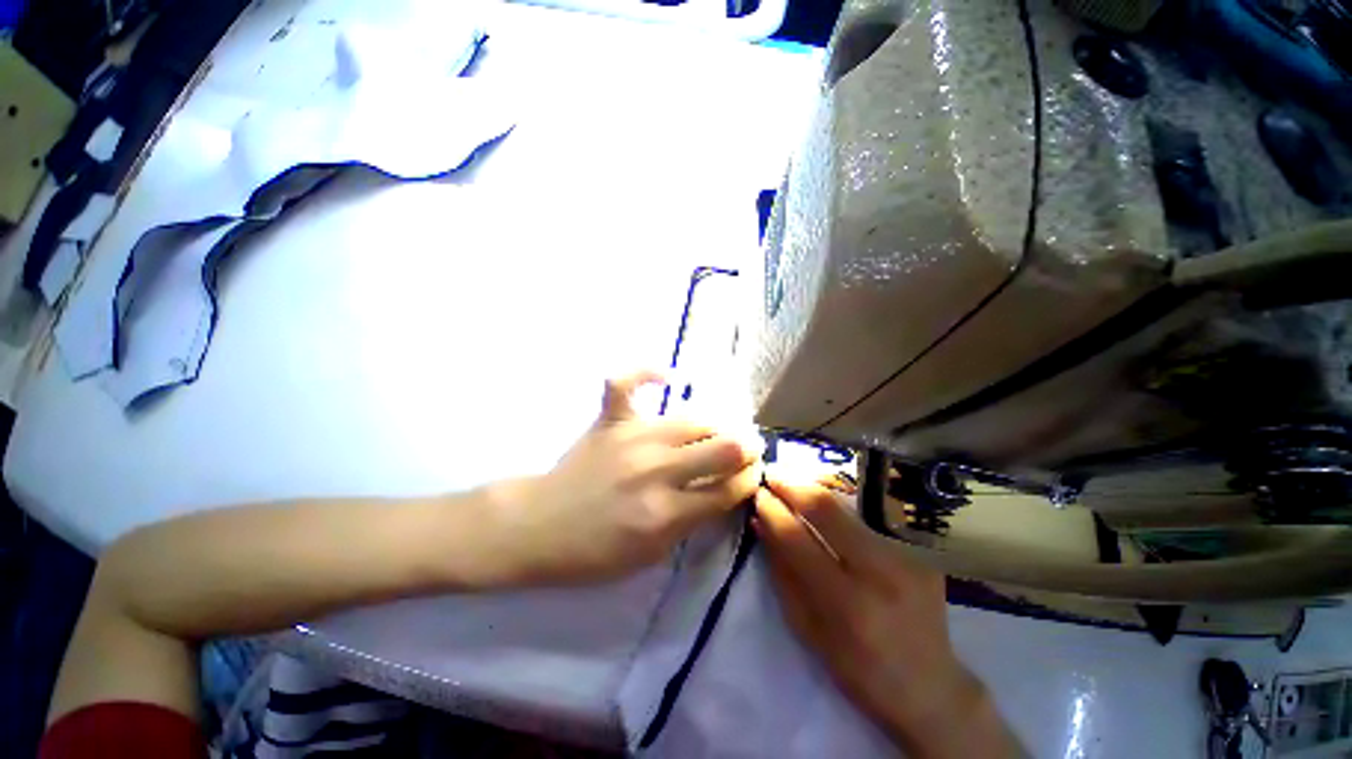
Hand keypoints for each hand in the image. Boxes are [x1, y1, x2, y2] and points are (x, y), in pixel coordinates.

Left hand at [492, 371, 760, 584]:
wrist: (538, 527)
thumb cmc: (594, 552)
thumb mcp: (652, 556)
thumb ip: (691, 521)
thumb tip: (722, 489)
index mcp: (666, 514)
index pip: (728, 489)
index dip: (748, 479)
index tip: (751, 474)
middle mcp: (655, 469)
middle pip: (723, 448)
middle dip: (746, 449)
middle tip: (746, 451)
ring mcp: (631, 438)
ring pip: (694, 419)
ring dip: (717, 425)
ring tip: (720, 430)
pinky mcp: (609, 420)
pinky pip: (626, 381)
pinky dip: (646, 373)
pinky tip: (665, 377)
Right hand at [754, 479, 1021, 757]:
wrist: (930, 687)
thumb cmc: (857, 669)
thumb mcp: (807, 629)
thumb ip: (781, 572)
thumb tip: (760, 523)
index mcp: (846, 603)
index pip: (797, 538)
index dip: (772, 509)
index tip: (757, 491)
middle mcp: (879, 572)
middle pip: (826, 507)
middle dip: (792, 484)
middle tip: (772, 471)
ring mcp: (905, 557)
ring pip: (847, 508)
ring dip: (813, 490)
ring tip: (791, 482)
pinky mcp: (919, 551)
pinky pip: (865, 521)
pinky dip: (836, 510)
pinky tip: (823, 508)